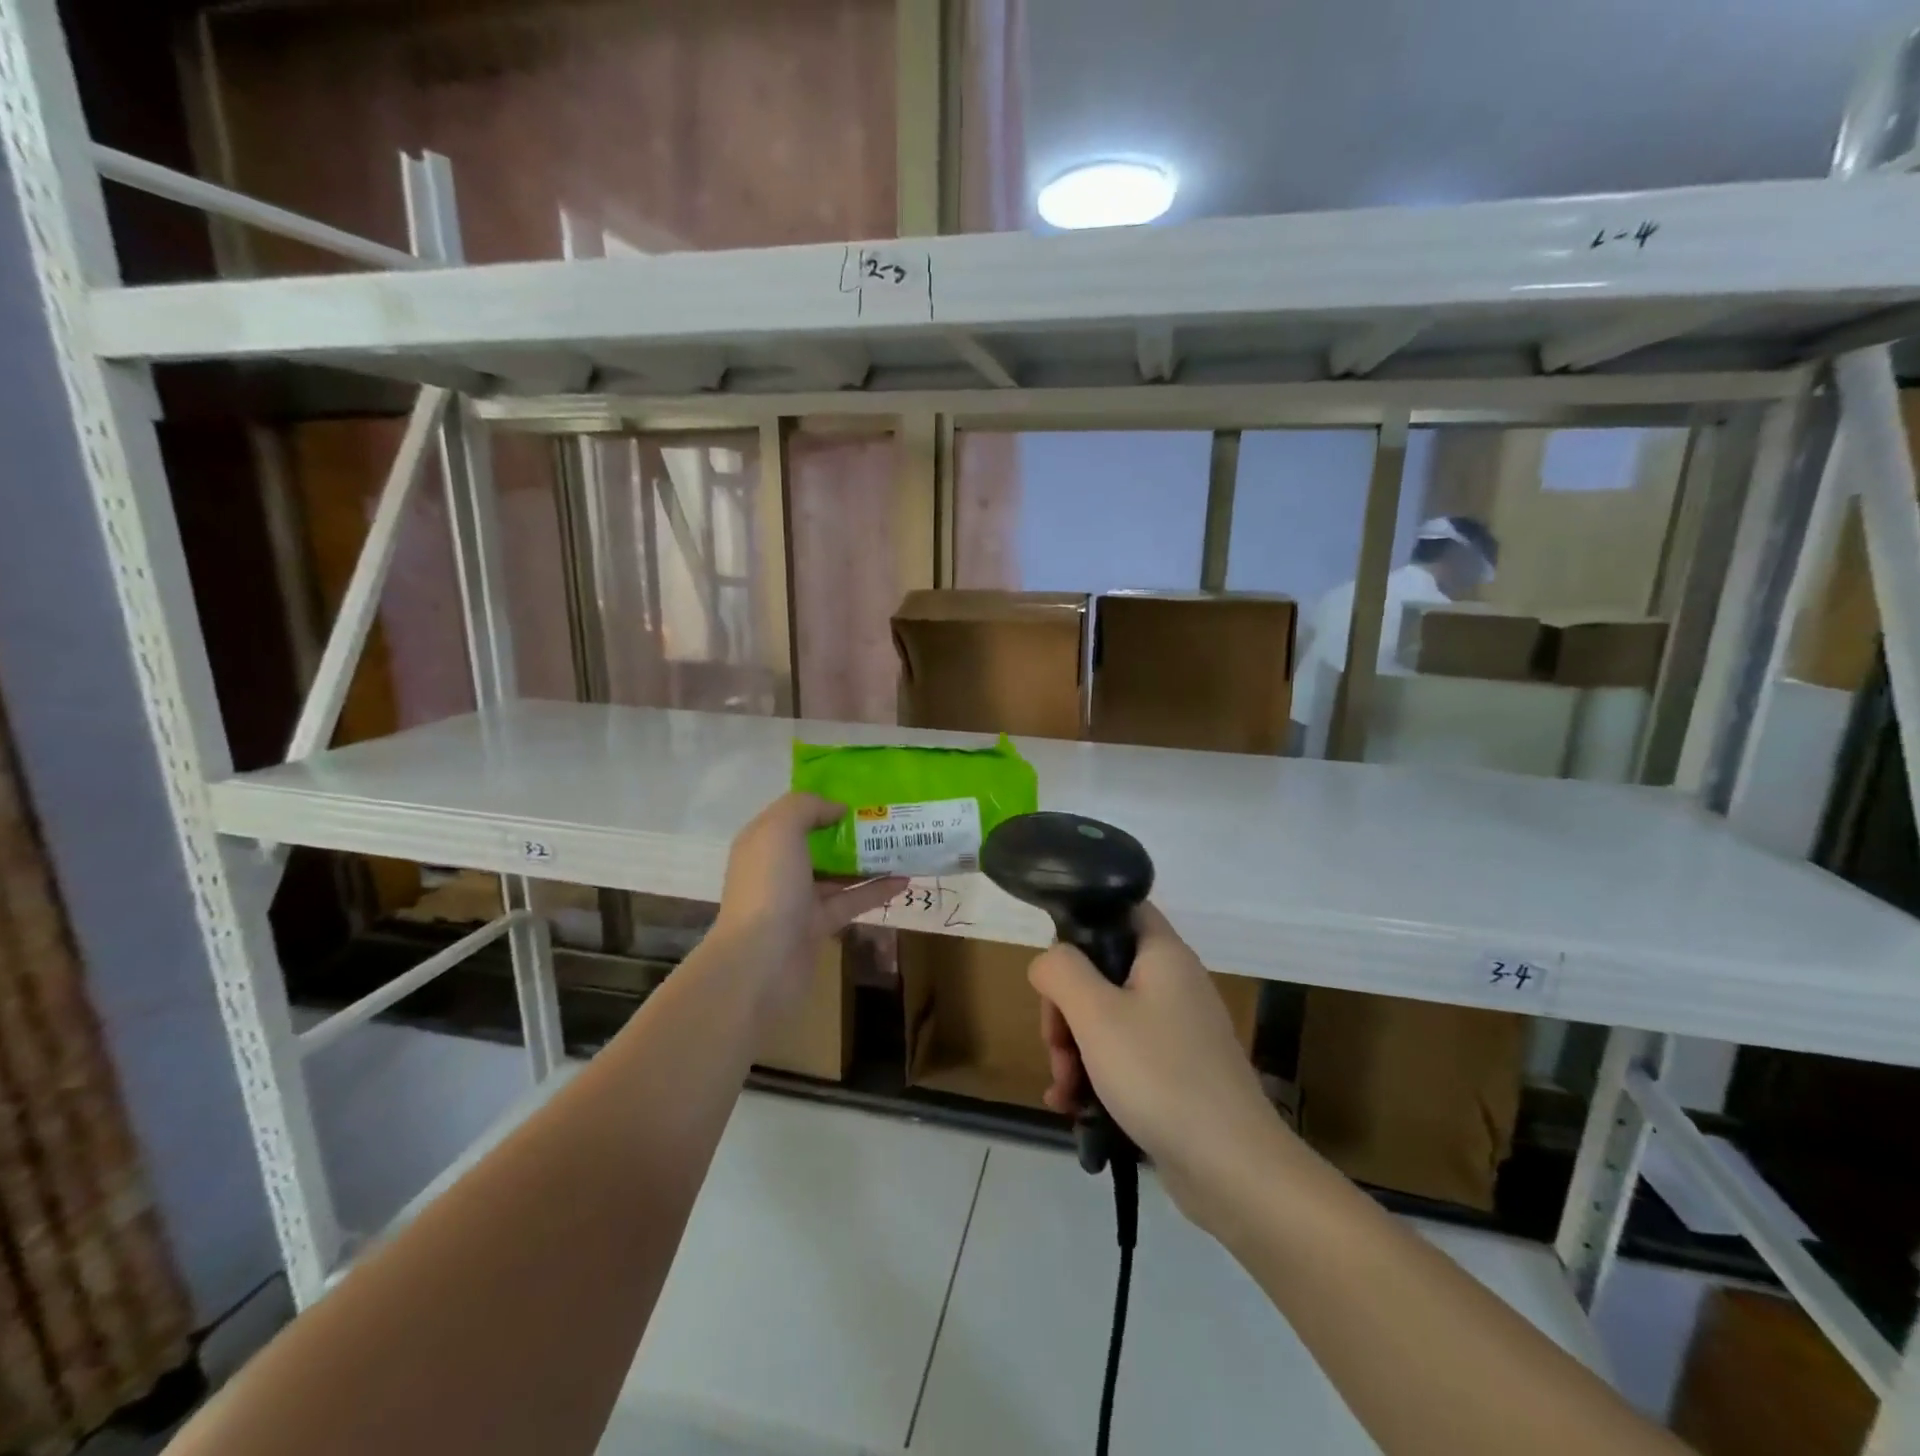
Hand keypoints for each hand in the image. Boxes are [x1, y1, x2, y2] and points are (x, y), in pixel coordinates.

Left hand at [713, 793, 904, 1017]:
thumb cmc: (769, 887)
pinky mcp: (818, 926)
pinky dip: (876, 891)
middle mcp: (778, 868)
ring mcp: (798, 900)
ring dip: (867, 861)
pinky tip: (904, 881)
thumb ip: (807, 807)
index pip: (793, 815)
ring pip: (837, 874)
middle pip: (818, 844)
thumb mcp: (780, 830)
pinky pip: (851, 902)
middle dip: (849, 831)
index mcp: (763, 842)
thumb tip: (837, 808)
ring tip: (902, 846)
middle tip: (887, 818)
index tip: (859, 795)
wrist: (762, 962)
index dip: (822, 803)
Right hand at [1030, 902, 1290, 1225]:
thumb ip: (1061, 971)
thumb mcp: (1096, 1014)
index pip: (1121, 908)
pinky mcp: (1177, 1071)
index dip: (1083, 923)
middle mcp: (1174, 982)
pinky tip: (1074, 1108)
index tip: (1057, 967)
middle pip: (1102, 971)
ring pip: (1107, 1018)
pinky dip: (1096, 1075)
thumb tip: (1049, 962)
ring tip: (1065, 1090)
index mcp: (1163, 954)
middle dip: (1067, 1010)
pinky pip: (1124, 1056)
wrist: (1233, 1168)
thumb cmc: (1159, 1075)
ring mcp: (1177, 1029)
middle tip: (1057, 1047)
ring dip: (1075, 1050)